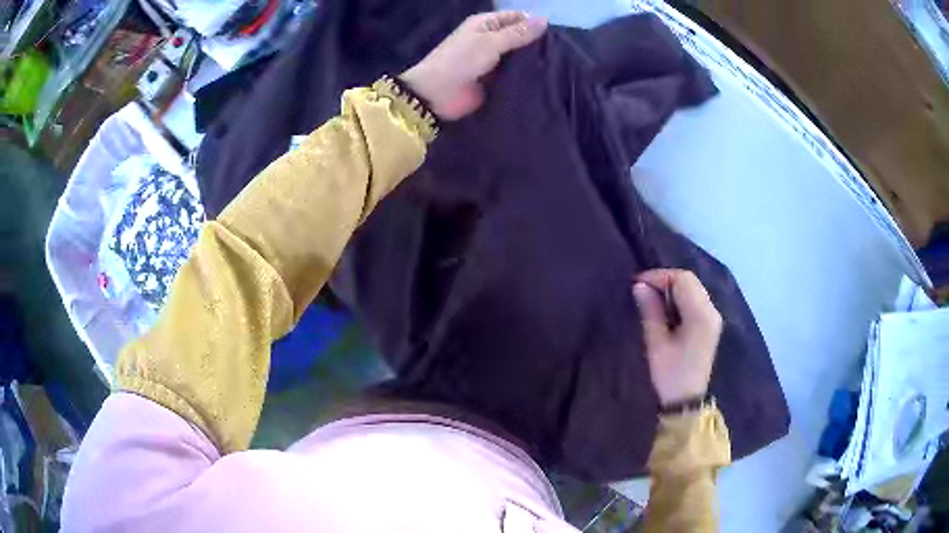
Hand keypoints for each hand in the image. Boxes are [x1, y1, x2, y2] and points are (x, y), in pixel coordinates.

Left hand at [399, 11, 547, 119]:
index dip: (535, 24)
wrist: (437, 95)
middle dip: (537, 44)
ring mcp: (493, 61)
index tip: (557, 36)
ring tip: (559, 68)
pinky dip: (526, 77)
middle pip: (519, 38)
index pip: (517, 18)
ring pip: (519, 58)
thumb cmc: (461, 61)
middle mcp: (490, 39)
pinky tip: (545, 82)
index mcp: (486, 24)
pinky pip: (514, 76)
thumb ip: (518, 33)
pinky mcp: (494, 80)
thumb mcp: (491, 42)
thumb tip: (545, 21)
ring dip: (533, 62)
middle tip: (562, 54)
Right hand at [632, 269, 722, 406]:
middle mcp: (711, 311)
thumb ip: (650, 310)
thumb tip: (639, 285)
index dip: (659, 276)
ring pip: (693, 289)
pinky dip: (679, 299)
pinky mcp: (710, 324)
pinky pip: (695, 300)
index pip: (682, 280)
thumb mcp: (656, 343)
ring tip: (651, 300)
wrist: (686, 401)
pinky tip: (665, 310)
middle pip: (690, 281)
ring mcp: (713, 317)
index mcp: (700, 315)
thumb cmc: (670, 374)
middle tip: (642, 290)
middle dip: (665, 281)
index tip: (637, 283)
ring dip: (672, 289)